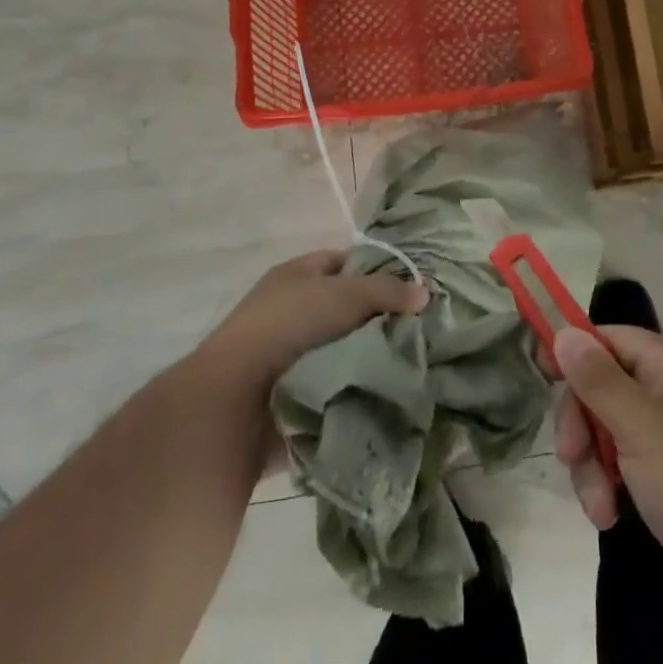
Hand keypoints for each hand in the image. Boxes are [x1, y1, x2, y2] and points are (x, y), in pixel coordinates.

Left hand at [197, 249, 426, 398]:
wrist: (237, 401)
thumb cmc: (288, 327)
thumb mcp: (344, 294)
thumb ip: (387, 291)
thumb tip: (425, 292)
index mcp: (296, 276)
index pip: (344, 262)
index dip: (377, 269)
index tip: (412, 285)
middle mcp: (293, 310)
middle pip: (348, 307)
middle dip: (381, 317)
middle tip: (423, 326)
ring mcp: (293, 354)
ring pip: (346, 347)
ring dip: (372, 355)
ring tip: (416, 359)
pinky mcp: (298, 392)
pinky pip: (340, 382)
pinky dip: (360, 385)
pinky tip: (393, 387)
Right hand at [553, 325, 662, 640]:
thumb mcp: (642, 427)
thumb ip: (598, 380)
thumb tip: (565, 331)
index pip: (609, 338)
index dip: (573, 350)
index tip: (541, 374)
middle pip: (602, 387)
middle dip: (580, 422)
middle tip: (571, 456)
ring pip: (607, 431)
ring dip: (591, 465)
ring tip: (600, 506)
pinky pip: (623, 466)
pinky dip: (610, 487)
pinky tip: (611, 517)